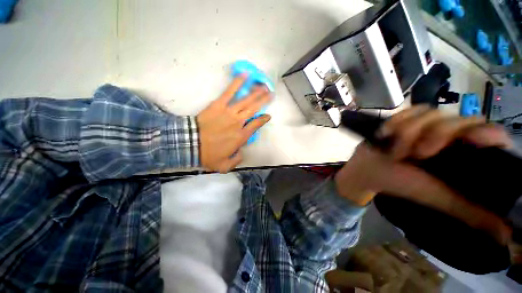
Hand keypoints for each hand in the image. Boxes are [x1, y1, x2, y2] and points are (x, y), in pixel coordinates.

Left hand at [197, 75, 272, 172]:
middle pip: (254, 109)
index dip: (263, 120)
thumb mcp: (225, 165)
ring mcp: (229, 112)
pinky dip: (237, 83)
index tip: (268, 115)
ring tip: (263, 86)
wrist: (190, 144)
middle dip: (264, 101)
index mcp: (241, 137)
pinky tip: (244, 76)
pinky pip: (229, 92)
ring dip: (256, 92)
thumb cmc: (208, 155)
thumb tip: (241, 153)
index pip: (256, 125)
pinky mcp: (219, 105)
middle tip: (271, 93)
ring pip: (246, 100)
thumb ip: (236, 160)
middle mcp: (239, 123)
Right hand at [334, 107, 512, 243]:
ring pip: (432, 113)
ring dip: (409, 133)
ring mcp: (427, 125)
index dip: (488, 134)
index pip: (492, 134)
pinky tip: (387, 134)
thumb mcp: (438, 198)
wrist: (368, 169)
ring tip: (395, 149)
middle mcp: (451, 136)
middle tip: (417, 154)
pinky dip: (397, 121)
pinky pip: (410, 109)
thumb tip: (508, 236)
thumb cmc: (402, 184)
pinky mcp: (407, 118)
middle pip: (460, 119)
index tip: (471, 141)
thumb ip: (472, 213)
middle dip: (436, 136)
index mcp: (464, 155)